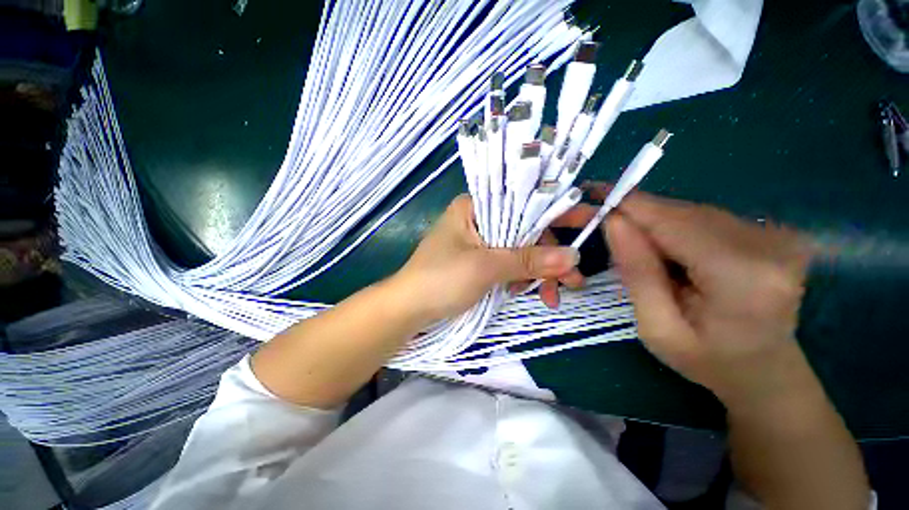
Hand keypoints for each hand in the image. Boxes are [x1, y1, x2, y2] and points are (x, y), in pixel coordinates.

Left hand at [391, 195, 579, 324]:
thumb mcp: (484, 267)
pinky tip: (527, 292)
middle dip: (548, 256)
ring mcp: (478, 244)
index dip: (555, 211)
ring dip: (537, 272)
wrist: (408, 311)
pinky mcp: (478, 263)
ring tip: (551, 296)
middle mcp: (477, 221)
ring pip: (518, 251)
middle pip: (524, 230)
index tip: (587, 220)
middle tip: (573, 280)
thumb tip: (572, 256)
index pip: (521, 202)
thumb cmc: (439, 280)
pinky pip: (508, 265)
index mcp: (473, 208)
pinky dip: (521, 279)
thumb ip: (527, 260)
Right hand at [587, 184, 813, 405]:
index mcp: (741, 277)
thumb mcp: (656, 327)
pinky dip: (676, 226)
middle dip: (638, 215)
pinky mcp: (773, 232)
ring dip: (656, 222)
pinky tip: (668, 249)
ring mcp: (777, 236)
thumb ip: (636, 272)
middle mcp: (768, 246)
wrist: (765, 372)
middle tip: (603, 222)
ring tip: (637, 245)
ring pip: (692, 211)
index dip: (629, 204)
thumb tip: (614, 221)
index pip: (672, 222)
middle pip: (683, 212)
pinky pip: (706, 217)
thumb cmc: (706, 360)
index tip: (593, 191)